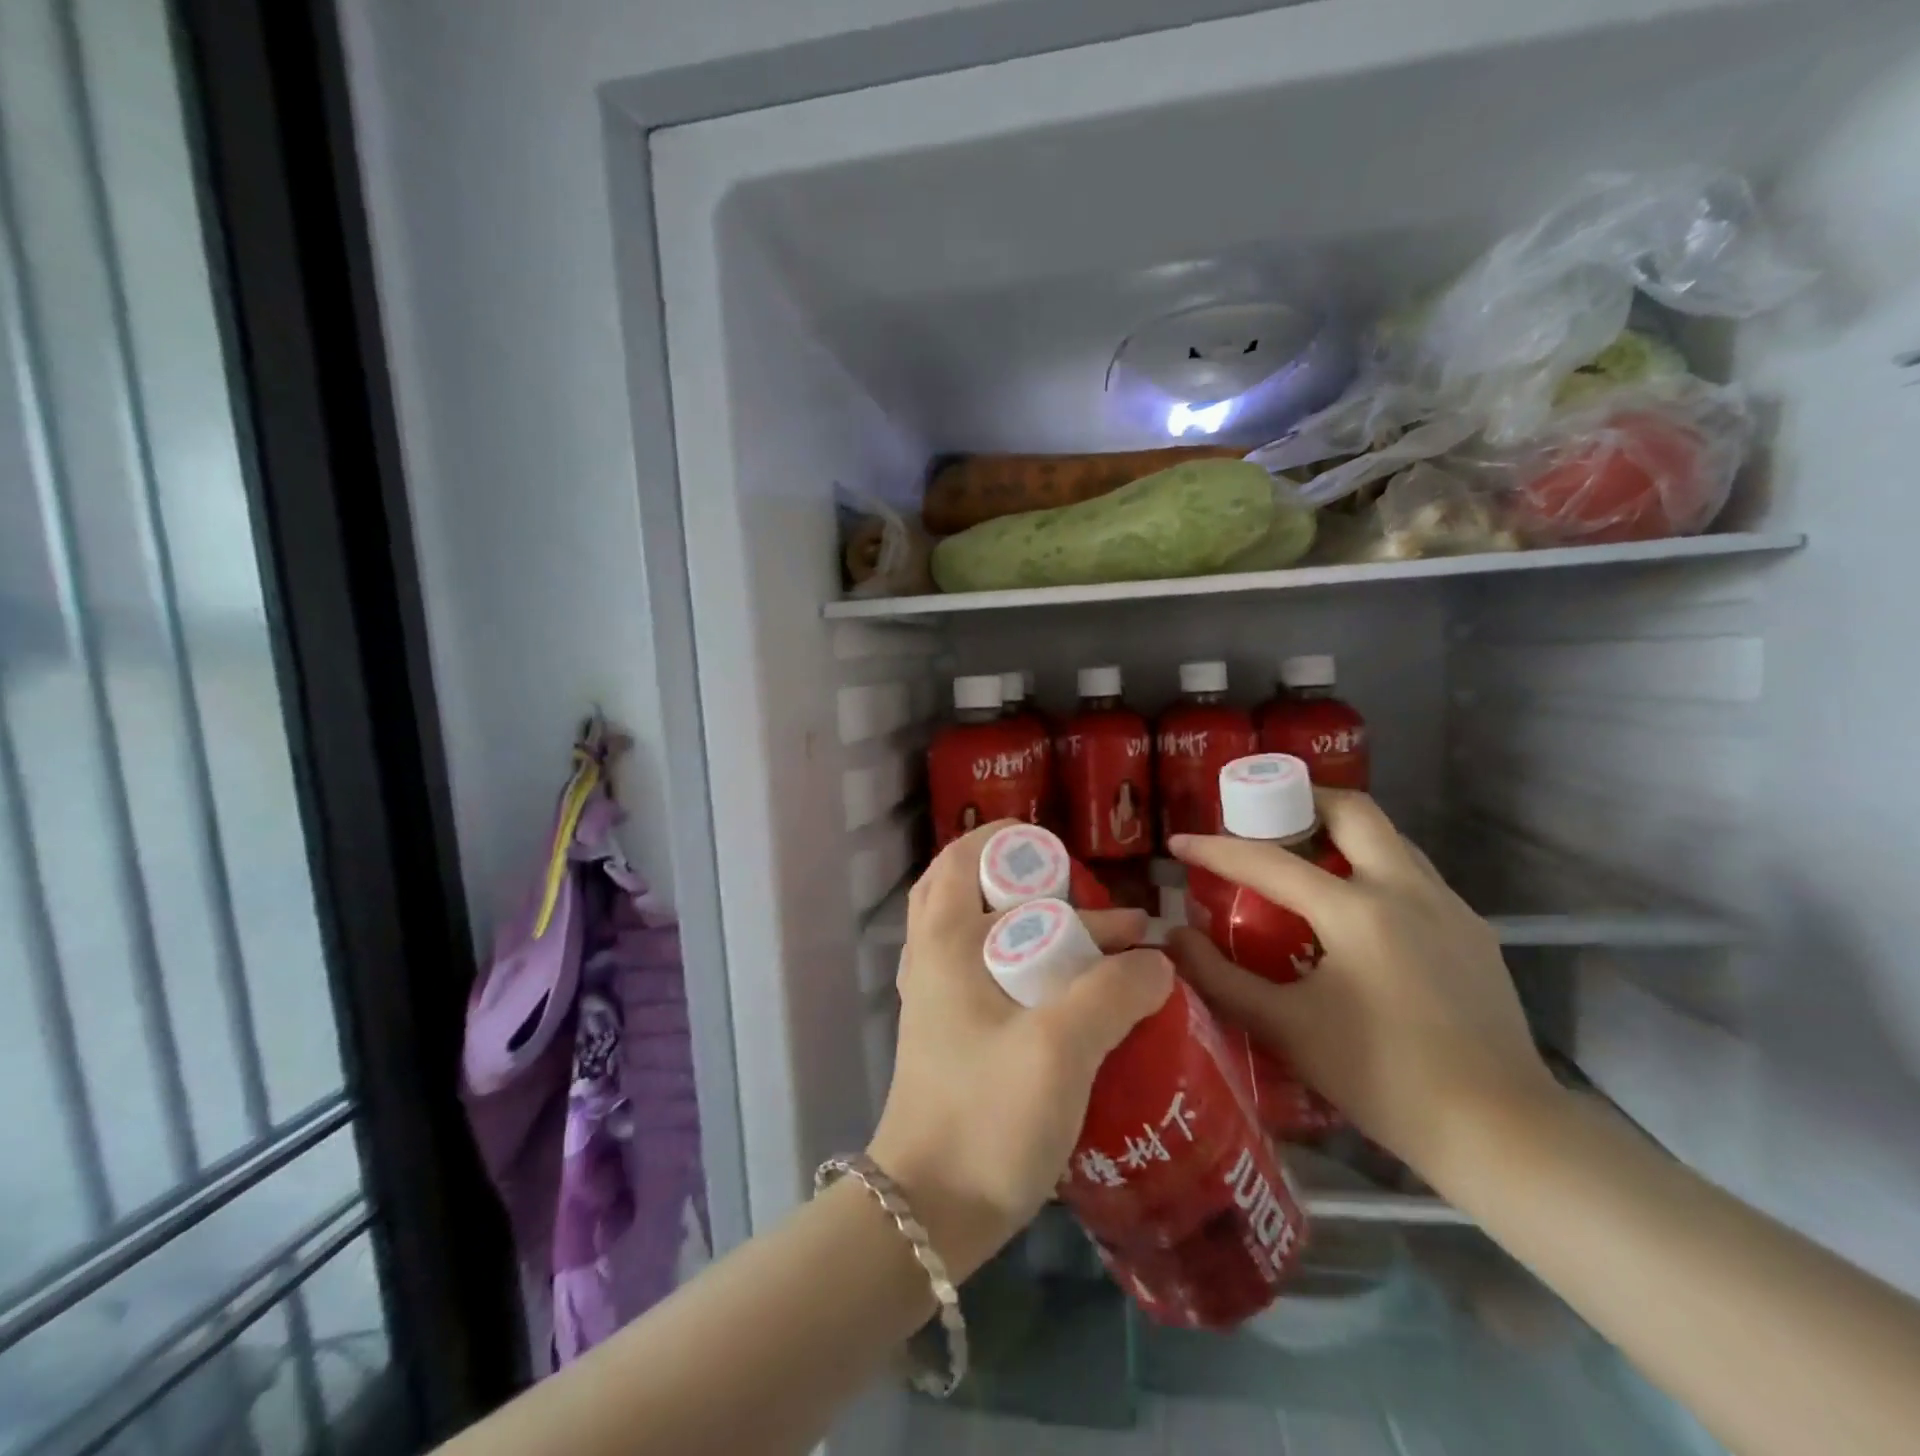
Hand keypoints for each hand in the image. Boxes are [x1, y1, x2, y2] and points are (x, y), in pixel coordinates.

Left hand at [868, 822, 1172, 1278]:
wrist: (929, 1211)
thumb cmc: (986, 1114)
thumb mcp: (1061, 1047)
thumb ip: (1113, 993)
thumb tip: (1157, 959)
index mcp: (945, 940)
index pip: (964, 858)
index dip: (1008, 842)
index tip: (1061, 851)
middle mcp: (933, 959)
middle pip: (976, 894)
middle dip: (1034, 888)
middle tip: (1090, 904)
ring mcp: (939, 1000)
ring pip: (988, 938)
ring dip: (1041, 932)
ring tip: (1108, 950)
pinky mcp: (954, 1036)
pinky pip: (993, 978)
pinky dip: (1033, 970)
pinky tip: (1081, 999)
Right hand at [1165, 792, 1559, 1191]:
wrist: (1502, 1133)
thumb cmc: (1383, 1078)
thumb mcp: (1286, 1029)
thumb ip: (1220, 978)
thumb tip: (1174, 938)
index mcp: (1358, 911)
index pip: (1269, 861)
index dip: (1216, 849)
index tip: (1179, 841)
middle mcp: (1408, 890)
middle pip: (1352, 810)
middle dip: (1301, 802)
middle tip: (1262, 824)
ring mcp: (1449, 907)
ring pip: (1389, 838)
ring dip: (1341, 834)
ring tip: (1304, 862)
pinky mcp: (1473, 931)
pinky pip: (1414, 874)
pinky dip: (1373, 869)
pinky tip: (1355, 915)